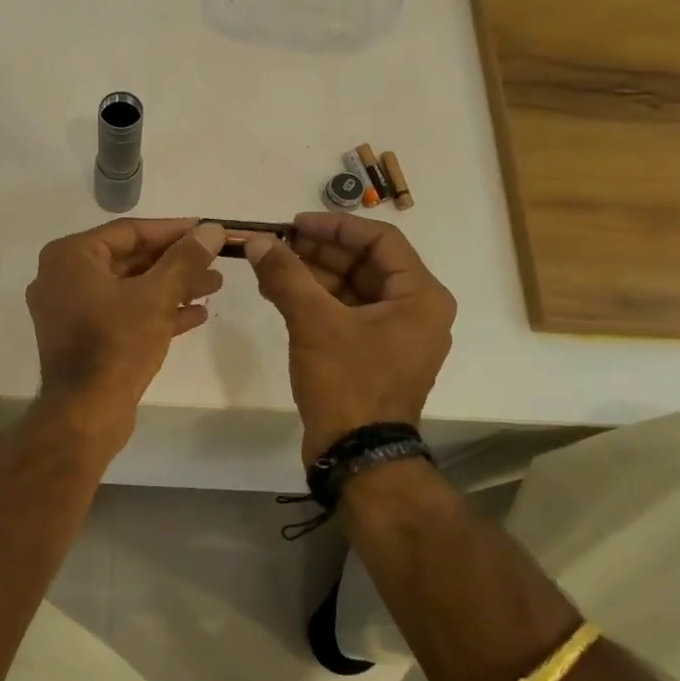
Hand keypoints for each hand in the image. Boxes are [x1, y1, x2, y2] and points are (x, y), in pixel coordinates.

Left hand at [26, 218, 226, 452]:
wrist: (85, 414)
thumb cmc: (116, 344)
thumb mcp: (157, 296)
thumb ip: (185, 259)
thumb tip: (213, 229)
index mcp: (69, 258)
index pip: (129, 232)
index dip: (173, 230)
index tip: (208, 230)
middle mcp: (62, 278)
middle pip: (129, 260)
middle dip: (176, 262)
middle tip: (216, 260)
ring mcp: (70, 311)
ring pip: (129, 289)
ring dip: (171, 287)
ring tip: (215, 286)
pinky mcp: (82, 339)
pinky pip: (122, 314)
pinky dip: (155, 312)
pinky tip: (196, 315)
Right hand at [244, 213, 456, 463]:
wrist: (357, 455)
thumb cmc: (348, 383)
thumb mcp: (315, 323)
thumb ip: (287, 276)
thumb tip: (259, 242)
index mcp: (420, 296)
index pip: (380, 240)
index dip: (335, 226)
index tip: (294, 224)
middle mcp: (415, 311)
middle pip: (365, 264)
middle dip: (318, 252)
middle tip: (276, 245)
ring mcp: (394, 336)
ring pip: (352, 290)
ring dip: (312, 276)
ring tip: (270, 268)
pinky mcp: (373, 356)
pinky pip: (345, 315)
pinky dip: (315, 303)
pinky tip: (280, 295)